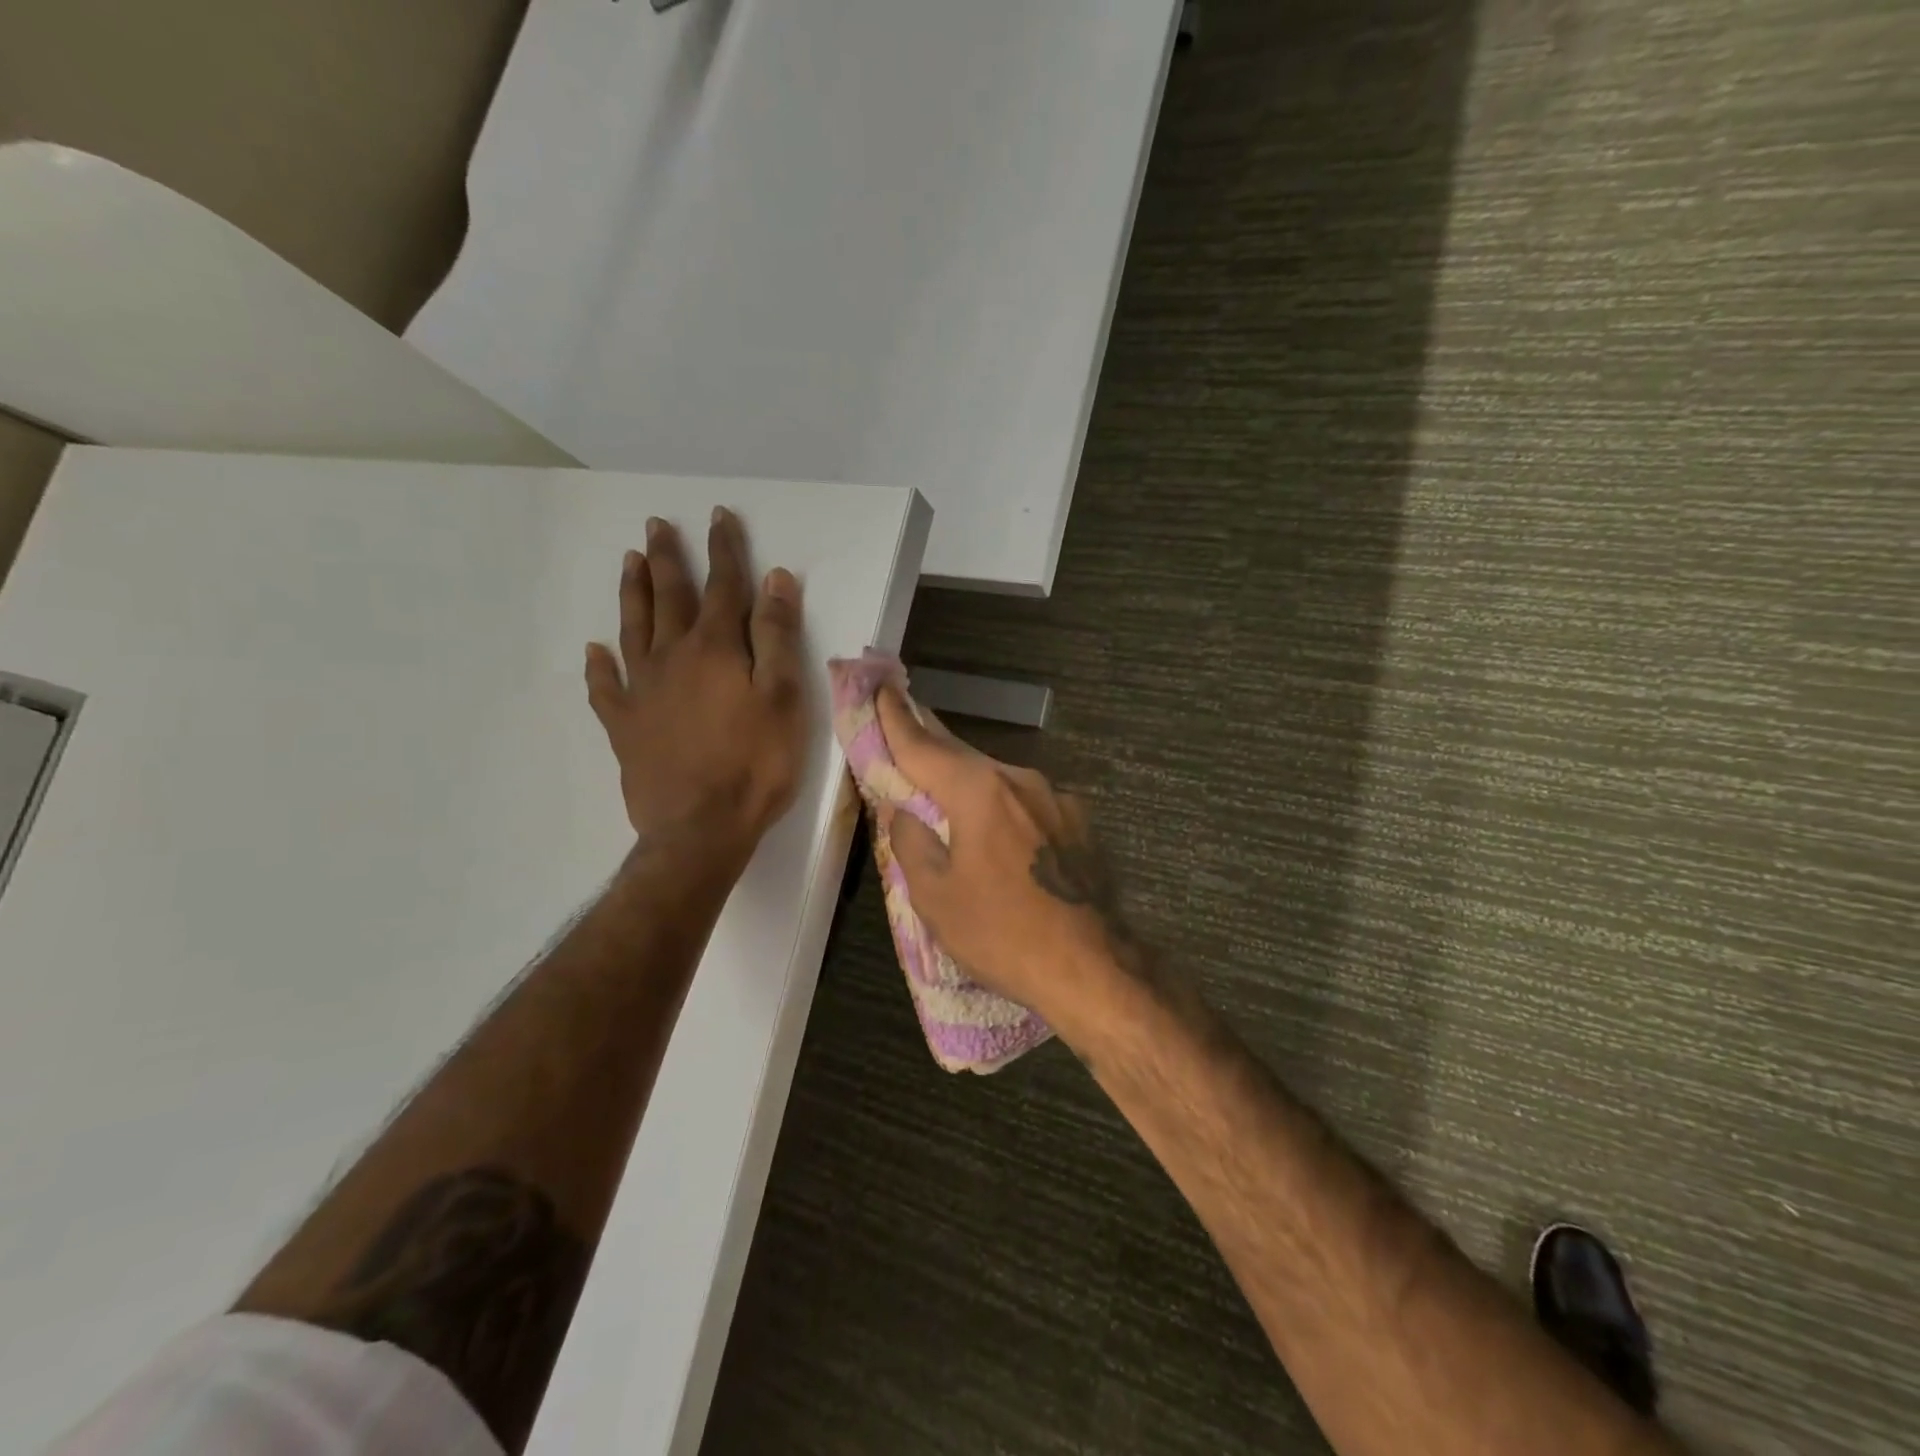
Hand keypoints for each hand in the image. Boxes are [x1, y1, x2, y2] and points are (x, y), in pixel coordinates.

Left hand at [585, 509, 805, 871]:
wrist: (700, 828)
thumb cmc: (755, 764)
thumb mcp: (784, 697)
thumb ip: (776, 637)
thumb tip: (775, 580)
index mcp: (715, 648)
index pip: (723, 586)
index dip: (724, 550)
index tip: (718, 516)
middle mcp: (672, 658)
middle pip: (669, 597)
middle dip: (669, 559)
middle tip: (657, 525)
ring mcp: (642, 691)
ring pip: (633, 629)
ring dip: (633, 594)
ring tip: (629, 562)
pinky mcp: (624, 726)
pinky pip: (605, 688)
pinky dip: (597, 666)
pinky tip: (593, 651)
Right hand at [874, 688, 1141, 1033]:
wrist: (1093, 968)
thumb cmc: (1003, 934)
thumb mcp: (935, 898)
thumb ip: (912, 843)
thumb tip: (904, 811)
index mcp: (980, 792)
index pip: (924, 747)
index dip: (896, 720)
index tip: (881, 688)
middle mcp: (1021, 781)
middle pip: (964, 757)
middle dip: (933, 746)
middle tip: (908, 730)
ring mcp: (1057, 800)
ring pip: (999, 781)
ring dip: (970, 784)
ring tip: (950, 797)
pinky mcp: (1080, 823)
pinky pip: (1028, 804)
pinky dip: (1005, 810)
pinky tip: (1002, 837)